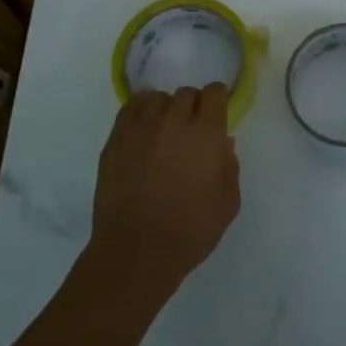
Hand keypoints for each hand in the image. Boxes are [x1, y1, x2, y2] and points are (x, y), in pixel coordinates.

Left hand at [89, 84, 241, 296]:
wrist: (137, 252)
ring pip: (157, 98)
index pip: (214, 93)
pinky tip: (143, 129)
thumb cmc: (190, 231)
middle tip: (191, 130)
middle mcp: (174, 122)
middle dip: (192, 107)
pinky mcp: (116, 140)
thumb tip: (222, 145)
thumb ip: (229, 167)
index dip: (217, 101)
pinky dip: (140, 111)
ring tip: (164, 130)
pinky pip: (130, 108)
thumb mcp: (228, 204)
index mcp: (206, 134)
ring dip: (165, 109)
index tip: (216, 114)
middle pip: (186, 94)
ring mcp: (141, 128)